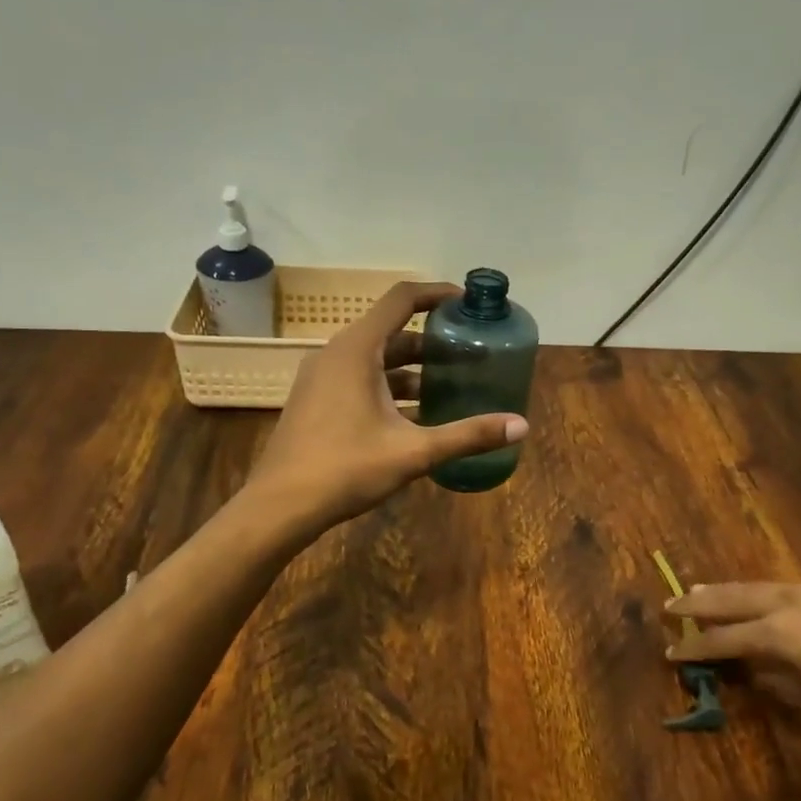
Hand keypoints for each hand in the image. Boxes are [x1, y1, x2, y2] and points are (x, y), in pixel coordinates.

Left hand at [246, 281, 528, 527]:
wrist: (280, 506)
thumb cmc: (345, 469)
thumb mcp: (413, 452)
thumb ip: (467, 435)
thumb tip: (521, 426)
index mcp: (357, 350)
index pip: (401, 300)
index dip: (436, 294)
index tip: (466, 302)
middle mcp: (336, 354)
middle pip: (391, 332)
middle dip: (431, 342)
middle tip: (468, 354)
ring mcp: (321, 378)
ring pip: (375, 360)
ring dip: (411, 369)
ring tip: (449, 386)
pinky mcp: (316, 401)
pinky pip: (359, 379)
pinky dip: (388, 387)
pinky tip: (414, 416)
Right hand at [664, 583, 800, 727]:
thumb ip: (779, 686)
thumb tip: (753, 674)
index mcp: (778, 636)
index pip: (724, 641)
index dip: (695, 648)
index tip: (669, 652)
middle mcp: (786, 604)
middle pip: (730, 599)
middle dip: (697, 604)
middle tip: (669, 605)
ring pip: (754, 586)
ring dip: (724, 591)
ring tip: (699, 591)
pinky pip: (780, 587)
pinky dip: (757, 592)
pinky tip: (756, 598)